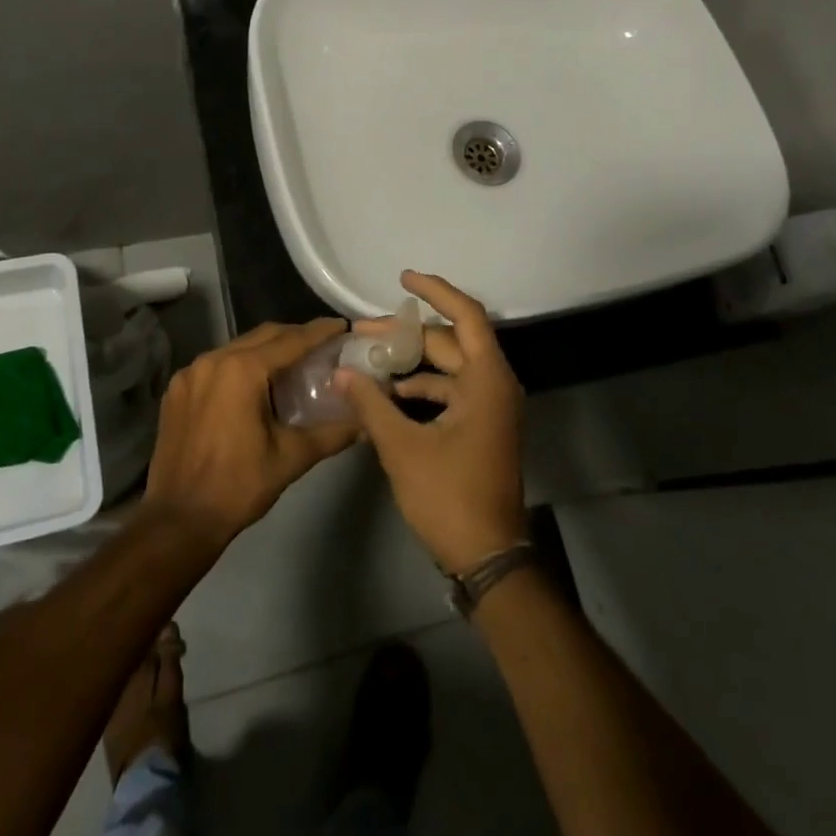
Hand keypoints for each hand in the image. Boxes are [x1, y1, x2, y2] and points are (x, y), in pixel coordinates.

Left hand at [143, 318, 358, 552]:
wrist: (178, 521)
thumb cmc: (238, 487)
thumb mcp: (291, 458)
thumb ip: (331, 434)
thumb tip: (365, 423)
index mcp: (242, 370)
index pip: (290, 341)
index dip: (319, 332)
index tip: (342, 326)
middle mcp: (213, 360)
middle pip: (263, 336)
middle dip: (294, 336)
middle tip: (323, 344)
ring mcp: (190, 373)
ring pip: (237, 348)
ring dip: (266, 350)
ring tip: (293, 363)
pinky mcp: (176, 390)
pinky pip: (216, 365)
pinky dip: (240, 365)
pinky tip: (254, 384)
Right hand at [335, 272, 527, 573]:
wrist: (488, 557)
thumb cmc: (450, 497)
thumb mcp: (403, 448)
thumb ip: (371, 406)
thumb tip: (341, 373)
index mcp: (486, 380)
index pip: (466, 316)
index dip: (436, 291)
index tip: (403, 278)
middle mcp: (494, 385)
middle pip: (449, 342)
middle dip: (406, 334)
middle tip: (361, 331)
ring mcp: (490, 408)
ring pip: (448, 368)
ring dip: (411, 363)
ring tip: (367, 361)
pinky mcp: (481, 427)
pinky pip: (450, 392)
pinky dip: (420, 389)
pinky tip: (386, 397)